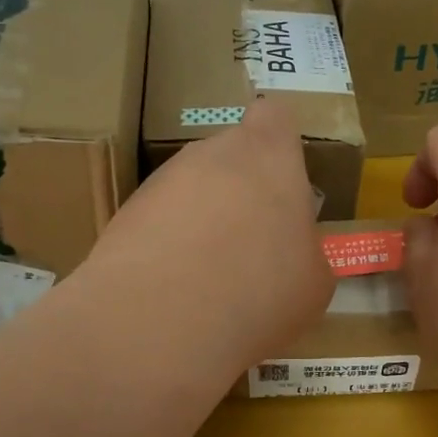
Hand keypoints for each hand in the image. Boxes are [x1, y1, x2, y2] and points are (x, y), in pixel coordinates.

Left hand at [84, 97, 332, 369]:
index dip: (280, 142)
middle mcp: (212, 154)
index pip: (275, 116)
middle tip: (253, 244)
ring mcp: (162, 180)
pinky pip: (158, 220)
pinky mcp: (125, 214)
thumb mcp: (313, 283)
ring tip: (209, 277)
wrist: (159, 320)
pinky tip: (174, 290)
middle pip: (230, 155)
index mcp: (269, 156)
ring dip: (203, 220)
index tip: (284, 181)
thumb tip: (291, 254)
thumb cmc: (260, 291)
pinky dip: (169, 245)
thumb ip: (304, 250)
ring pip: (192, 188)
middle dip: (241, 190)